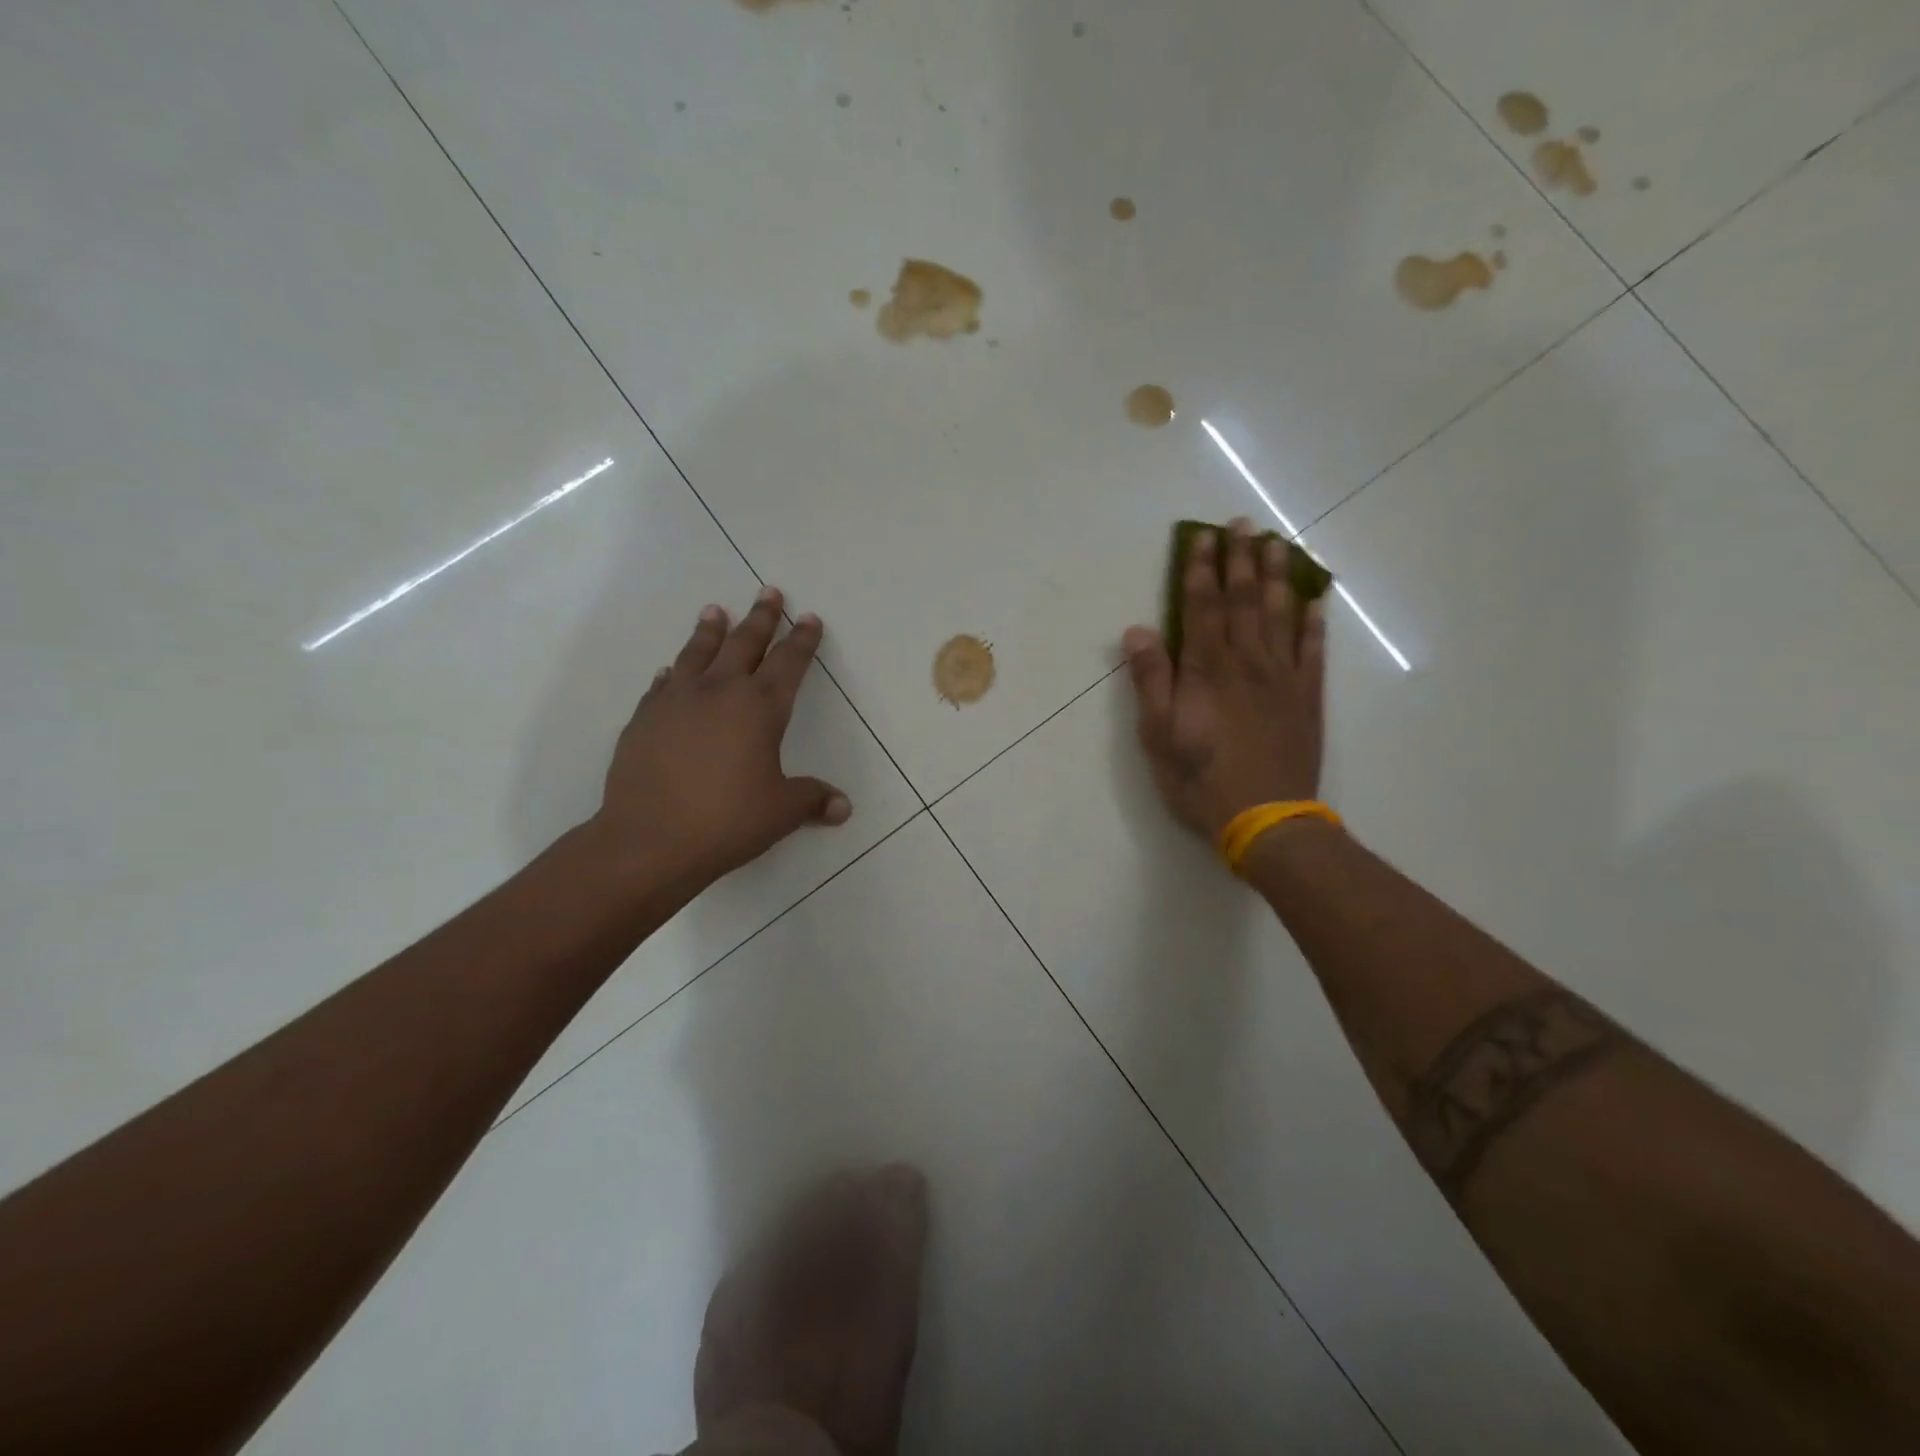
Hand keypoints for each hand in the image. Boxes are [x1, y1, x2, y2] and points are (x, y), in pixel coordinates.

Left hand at [591, 587, 850, 887]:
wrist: (650, 840)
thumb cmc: (727, 821)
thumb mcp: (781, 812)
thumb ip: (812, 801)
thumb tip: (843, 807)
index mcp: (760, 708)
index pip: (789, 663)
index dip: (802, 640)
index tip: (809, 619)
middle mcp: (719, 692)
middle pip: (744, 643)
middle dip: (761, 617)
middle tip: (769, 592)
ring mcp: (676, 701)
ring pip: (697, 652)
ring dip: (710, 630)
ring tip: (715, 610)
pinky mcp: (644, 718)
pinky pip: (663, 684)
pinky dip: (673, 672)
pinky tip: (672, 670)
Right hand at [1122, 520, 1325, 844]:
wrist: (1267, 820)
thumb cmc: (1201, 780)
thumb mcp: (1158, 736)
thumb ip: (1151, 680)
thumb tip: (1138, 630)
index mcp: (1207, 670)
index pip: (1201, 607)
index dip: (1200, 570)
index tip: (1201, 537)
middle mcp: (1248, 663)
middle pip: (1244, 601)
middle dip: (1240, 559)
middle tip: (1243, 524)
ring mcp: (1283, 678)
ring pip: (1280, 615)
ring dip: (1276, 577)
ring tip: (1276, 544)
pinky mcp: (1308, 698)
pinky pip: (1314, 650)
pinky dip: (1313, 621)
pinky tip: (1315, 600)